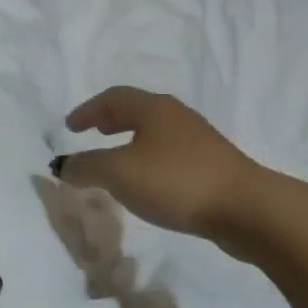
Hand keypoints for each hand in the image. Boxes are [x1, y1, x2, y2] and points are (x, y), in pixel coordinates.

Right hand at [59, 87, 260, 240]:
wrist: (246, 209)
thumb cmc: (176, 181)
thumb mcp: (120, 174)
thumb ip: (86, 167)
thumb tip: (61, 165)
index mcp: (153, 108)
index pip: (113, 98)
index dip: (87, 110)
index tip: (69, 128)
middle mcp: (176, 116)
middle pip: (136, 110)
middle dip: (110, 121)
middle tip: (92, 134)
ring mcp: (199, 141)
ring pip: (155, 133)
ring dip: (130, 142)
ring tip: (116, 162)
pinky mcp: (213, 166)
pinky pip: (170, 154)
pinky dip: (149, 160)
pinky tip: (148, 184)